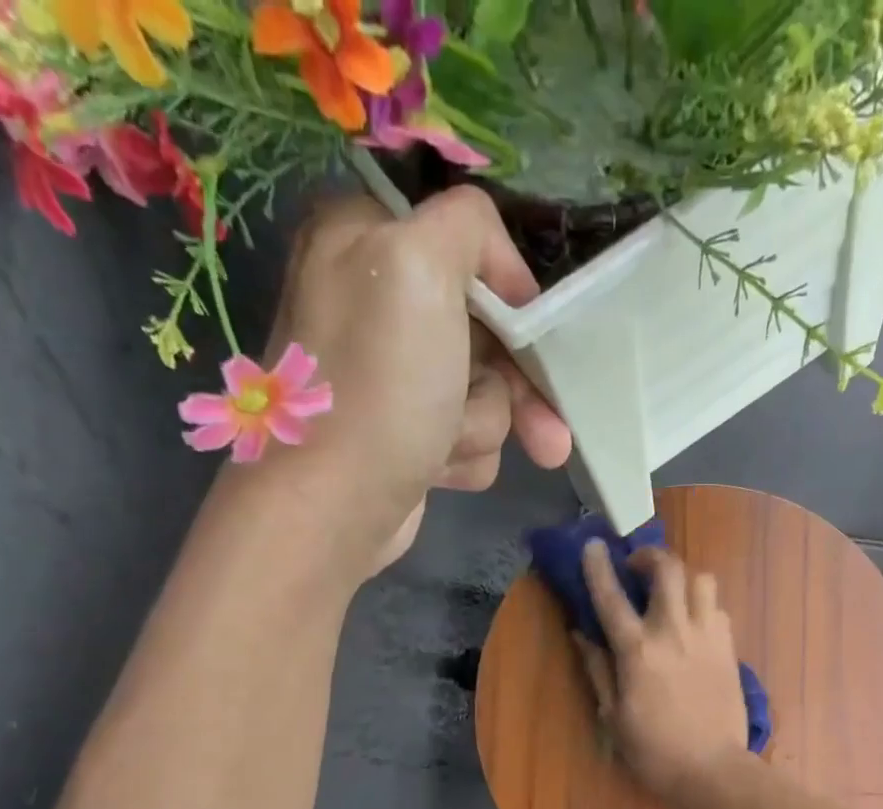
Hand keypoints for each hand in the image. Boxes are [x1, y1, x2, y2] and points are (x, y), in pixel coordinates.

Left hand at [239, 188, 571, 579]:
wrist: (334, 507)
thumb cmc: (378, 387)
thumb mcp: (420, 266)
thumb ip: (468, 226)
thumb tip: (504, 270)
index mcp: (366, 239)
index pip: (468, 245)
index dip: (510, 292)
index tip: (534, 330)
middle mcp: (377, 301)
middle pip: (488, 329)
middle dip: (515, 385)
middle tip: (548, 433)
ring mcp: (393, 375)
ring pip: (487, 390)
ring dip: (482, 425)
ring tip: (447, 447)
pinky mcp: (406, 433)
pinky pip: (469, 435)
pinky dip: (464, 456)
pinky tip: (437, 470)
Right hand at [575, 540, 749, 802]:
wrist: (713, 770)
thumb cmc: (655, 750)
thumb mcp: (613, 715)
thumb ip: (598, 669)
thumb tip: (582, 635)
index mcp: (638, 650)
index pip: (612, 596)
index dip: (598, 566)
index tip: (593, 544)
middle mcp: (674, 632)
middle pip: (668, 569)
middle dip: (650, 556)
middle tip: (638, 568)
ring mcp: (708, 637)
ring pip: (701, 580)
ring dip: (682, 578)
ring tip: (671, 594)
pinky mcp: (730, 648)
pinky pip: (718, 608)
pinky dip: (703, 604)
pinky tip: (694, 623)